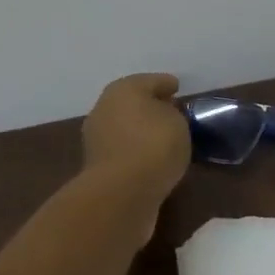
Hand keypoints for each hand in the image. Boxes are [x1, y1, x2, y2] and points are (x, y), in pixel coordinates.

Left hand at [81, 72, 191, 195]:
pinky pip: (123, 150)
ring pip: (125, 127)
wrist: (121, 193)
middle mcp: (105, 107)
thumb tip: (164, 115)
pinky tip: (151, 159)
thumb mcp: (177, 122)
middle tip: (171, 113)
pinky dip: (135, 151)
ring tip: (164, 139)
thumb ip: (172, 114)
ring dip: (141, 130)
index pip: (150, 81)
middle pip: (132, 102)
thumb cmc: (153, 145)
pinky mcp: (96, 165)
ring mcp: (96, 137)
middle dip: (150, 106)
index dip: (166, 84)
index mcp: (124, 89)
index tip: (177, 88)